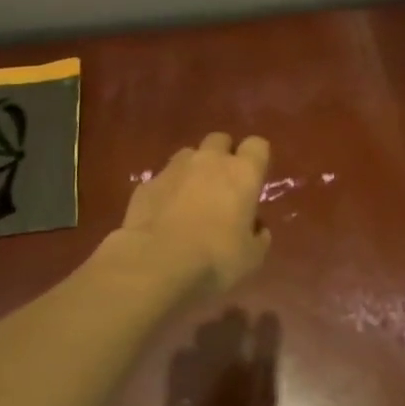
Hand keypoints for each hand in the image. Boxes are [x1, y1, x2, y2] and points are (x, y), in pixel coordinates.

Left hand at [117, 133, 271, 293]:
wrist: (155, 265)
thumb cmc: (215, 259)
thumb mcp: (252, 257)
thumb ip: (258, 236)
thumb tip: (256, 227)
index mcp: (242, 173)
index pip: (257, 145)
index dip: (257, 159)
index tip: (255, 179)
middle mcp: (209, 161)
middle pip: (220, 140)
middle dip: (223, 156)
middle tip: (223, 186)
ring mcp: (174, 169)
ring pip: (188, 155)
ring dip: (193, 170)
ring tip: (192, 198)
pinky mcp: (145, 185)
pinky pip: (162, 179)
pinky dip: (167, 191)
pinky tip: (164, 216)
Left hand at [157, 309, 279, 405]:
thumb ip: (264, 395)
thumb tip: (263, 363)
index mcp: (249, 392)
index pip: (261, 352)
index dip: (265, 333)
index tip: (267, 315)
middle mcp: (222, 383)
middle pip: (228, 344)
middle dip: (232, 324)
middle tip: (235, 310)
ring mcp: (195, 389)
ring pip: (202, 350)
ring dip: (208, 334)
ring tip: (211, 324)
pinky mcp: (173, 400)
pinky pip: (177, 368)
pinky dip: (182, 356)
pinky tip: (184, 351)